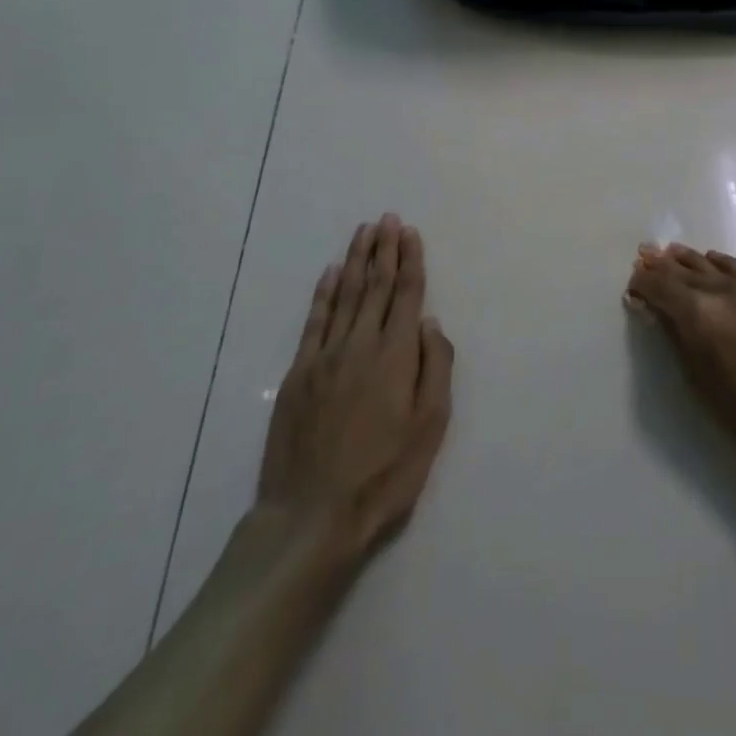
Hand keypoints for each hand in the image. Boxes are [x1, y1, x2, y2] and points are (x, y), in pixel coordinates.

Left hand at [258, 214, 453, 564]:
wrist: (311, 516)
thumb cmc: (383, 475)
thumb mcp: (430, 427)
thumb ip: (436, 368)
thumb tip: (431, 322)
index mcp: (396, 355)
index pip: (406, 294)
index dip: (410, 261)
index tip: (410, 233)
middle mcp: (361, 344)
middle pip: (376, 286)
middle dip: (384, 249)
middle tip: (388, 219)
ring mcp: (326, 356)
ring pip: (346, 295)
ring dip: (357, 260)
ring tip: (365, 231)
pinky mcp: (299, 374)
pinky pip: (315, 321)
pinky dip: (325, 292)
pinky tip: (332, 272)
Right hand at [626, 243, 735, 499]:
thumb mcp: (701, 383)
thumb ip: (677, 338)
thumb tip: (656, 309)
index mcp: (700, 314)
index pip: (660, 285)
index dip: (643, 283)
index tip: (633, 284)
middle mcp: (727, 289)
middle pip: (685, 270)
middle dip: (662, 266)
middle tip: (646, 256)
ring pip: (716, 265)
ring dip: (692, 262)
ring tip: (675, 254)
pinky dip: (726, 270)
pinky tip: (719, 268)